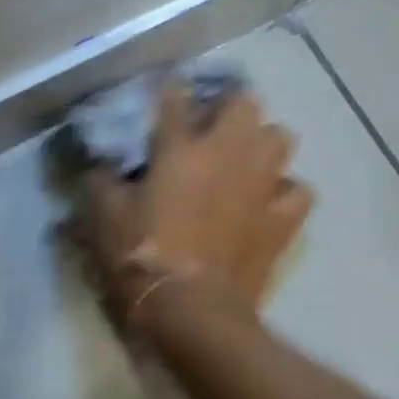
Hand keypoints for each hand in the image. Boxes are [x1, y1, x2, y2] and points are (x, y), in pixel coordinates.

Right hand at [83, 84, 312, 321]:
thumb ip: (101, 181)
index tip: (166, 91)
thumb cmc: (142, 256)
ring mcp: (261, 184)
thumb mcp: (103, 216)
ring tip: (244, 158)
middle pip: (244, 102)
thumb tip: (101, 167)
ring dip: (262, 142)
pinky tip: (268, 200)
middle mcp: (227, 153)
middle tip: (211, 126)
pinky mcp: (282, 219)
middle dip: (229, 107)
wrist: (191, 308)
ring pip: (281, 137)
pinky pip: (298, 189)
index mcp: (180, 148)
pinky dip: (285, 190)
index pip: (175, 98)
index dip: (170, 90)